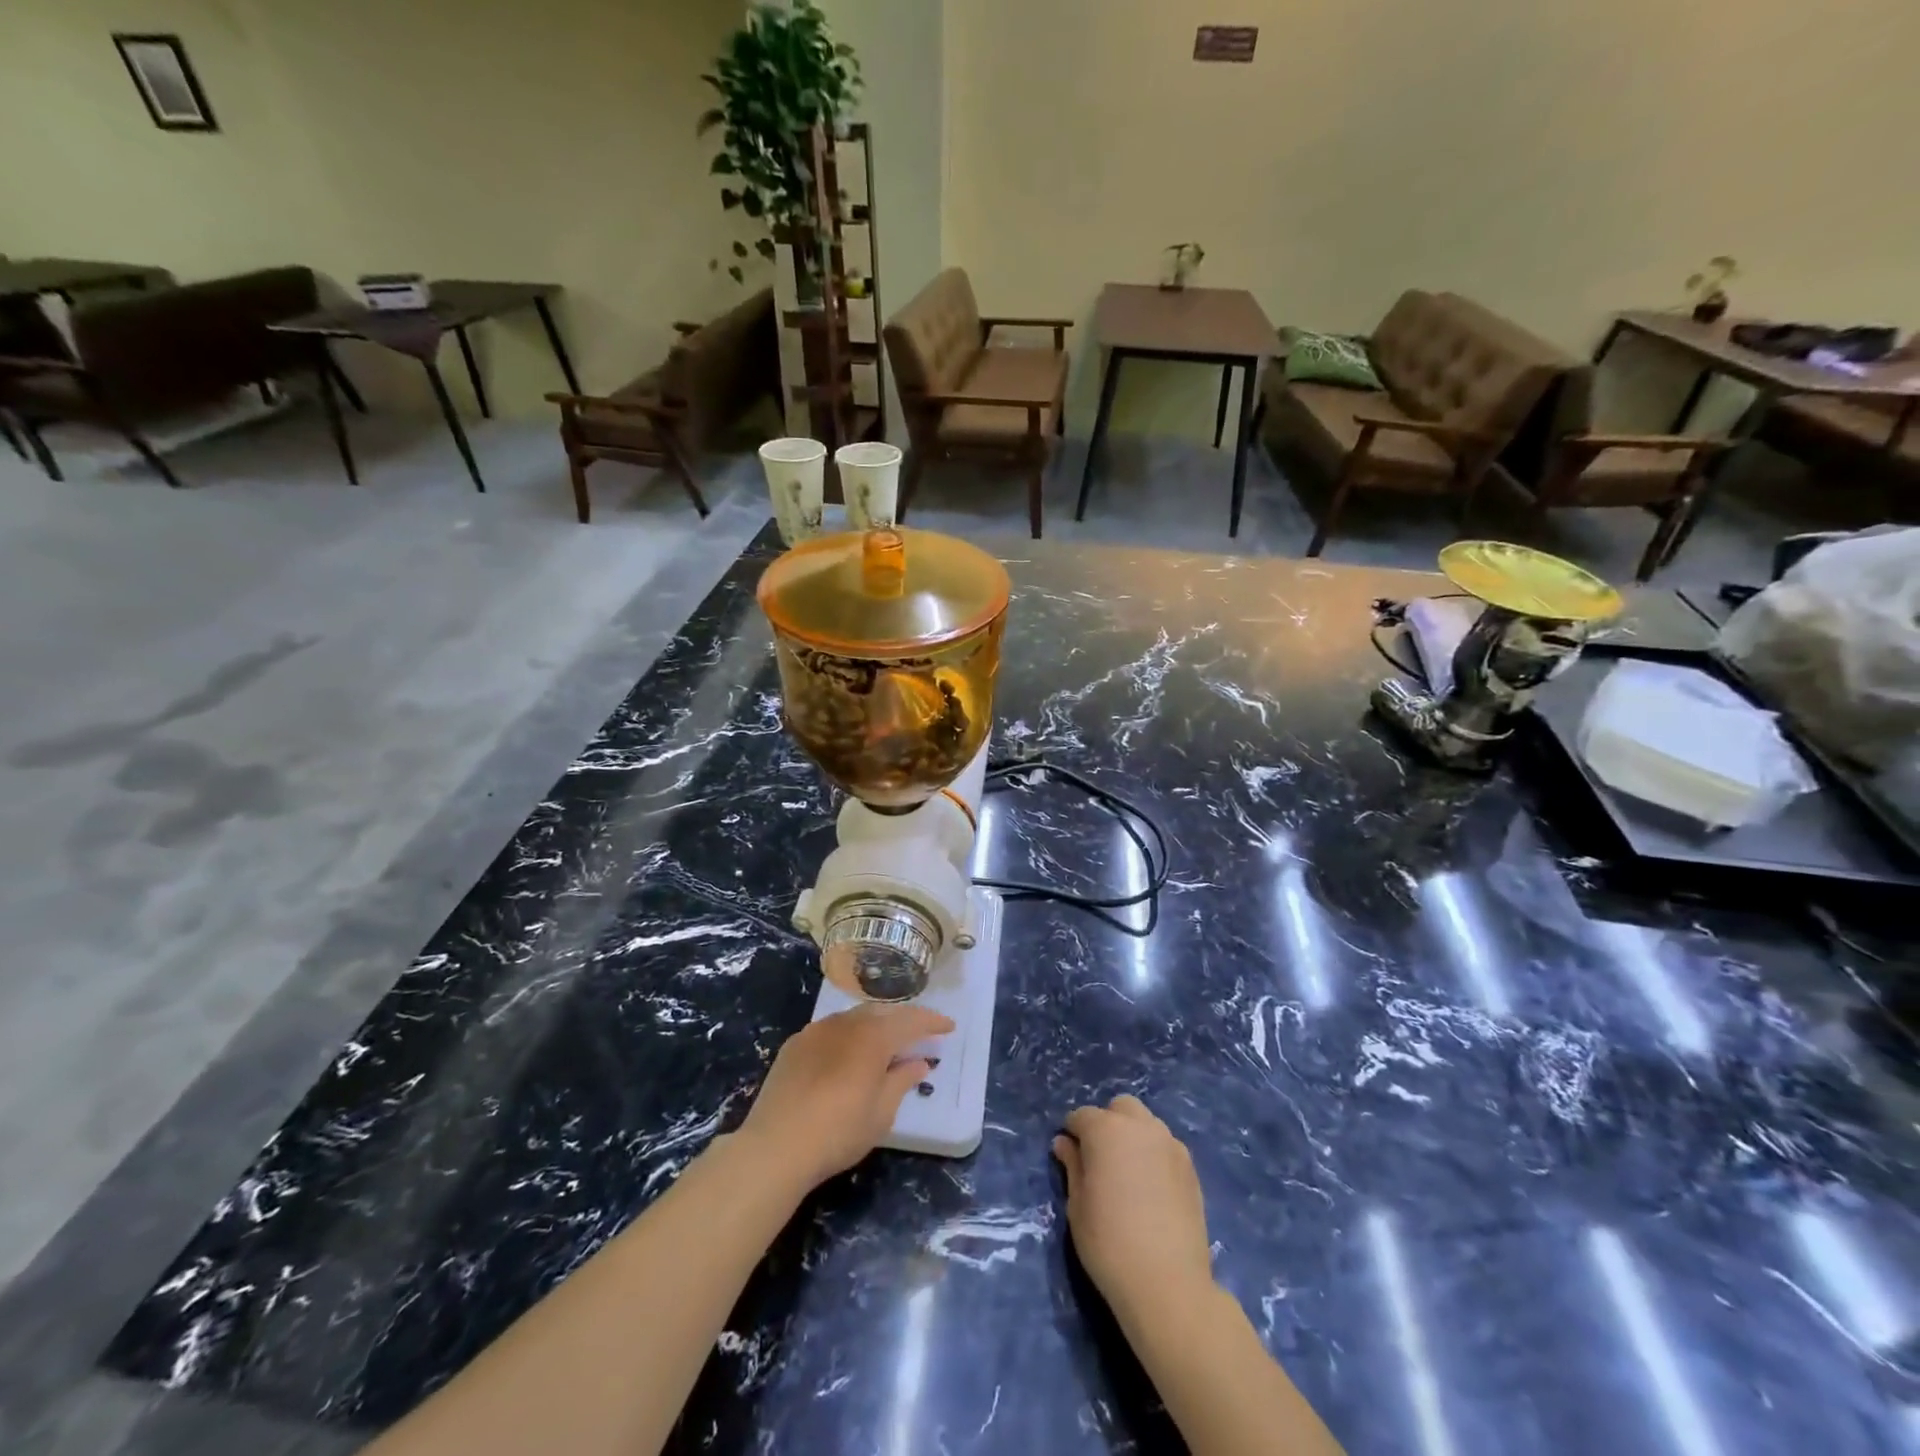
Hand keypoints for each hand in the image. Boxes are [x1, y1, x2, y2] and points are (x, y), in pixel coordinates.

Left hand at [736, 1004, 954, 1190]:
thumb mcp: (881, 1112)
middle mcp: (846, 1023)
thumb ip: (902, 1080)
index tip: (948, 1027)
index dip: (932, 1022)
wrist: (776, 1145)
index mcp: (873, 1036)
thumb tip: (918, 1062)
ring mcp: (817, 1030)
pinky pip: (830, 1030)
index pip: (911, 1021)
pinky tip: (847, 1055)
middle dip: (903, 1021)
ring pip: (854, 1018)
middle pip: (882, 1013)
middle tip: (919, 1035)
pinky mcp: (795, 1044)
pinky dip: (848, 1036)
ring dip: (874, 1026)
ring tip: (884, 1043)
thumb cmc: (839, 1131)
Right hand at [1053, 1096, 1213, 1325]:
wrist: (1168, 1284)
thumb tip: (1064, 1143)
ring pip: (1146, 1123)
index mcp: (1106, 1130)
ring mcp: (1170, 1144)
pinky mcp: (1190, 1167)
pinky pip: (1165, 1146)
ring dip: (1132, 1135)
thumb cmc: (1109, 1243)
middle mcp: (1140, 1126)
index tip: (1069, 1156)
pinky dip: (1153, 1154)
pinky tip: (1150, 1188)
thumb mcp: (1077, 1206)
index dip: (1072, 1133)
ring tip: (1127, 1173)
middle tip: (1099, 1159)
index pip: (1082, 1116)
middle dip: (1106, 1123)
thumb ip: (1072, 1166)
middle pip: (1120, 1108)